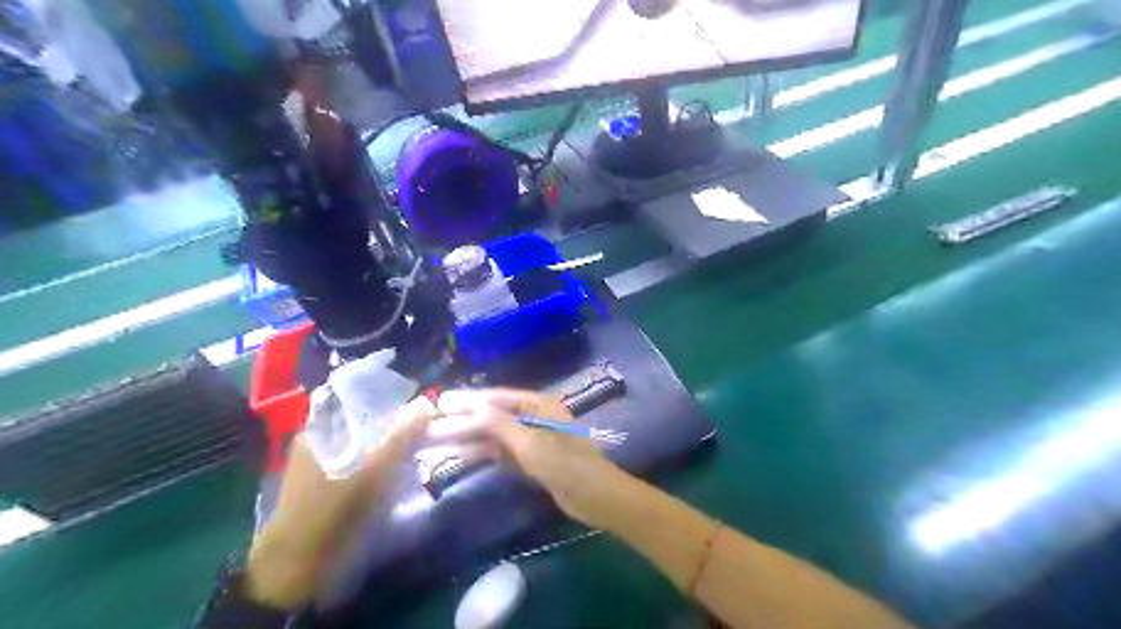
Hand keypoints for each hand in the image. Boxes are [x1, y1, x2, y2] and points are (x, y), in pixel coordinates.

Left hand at [246, 397, 436, 609]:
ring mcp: (324, 466)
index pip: (358, 397)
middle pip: (364, 420)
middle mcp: (320, 441)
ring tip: (419, 447)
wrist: (301, 568)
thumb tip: (426, 402)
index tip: (418, 400)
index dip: (389, 395)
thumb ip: (403, 433)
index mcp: (321, 428)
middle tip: (425, 426)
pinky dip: (382, 464)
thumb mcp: (376, 468)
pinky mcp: (331, 488)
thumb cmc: (337, 509)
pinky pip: (362, 464)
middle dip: (395, 421)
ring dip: (390, 444)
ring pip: (365, 443)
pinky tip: (401, 471)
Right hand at [438, 389, 629, 524]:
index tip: (440, 402)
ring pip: (492, 435)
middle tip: (428, 424)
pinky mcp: (529, 459)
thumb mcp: (530, 444)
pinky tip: (456, 456)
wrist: (595, 497)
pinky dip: (479, 453)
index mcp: (538, 405)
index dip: (467, 400)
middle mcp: (533, 417)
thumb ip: (500, 424)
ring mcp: (531, 439)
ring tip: (433, 441)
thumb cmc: (566, 465)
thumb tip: (472, 407)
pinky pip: (499, 452)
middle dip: (461, 421)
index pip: (496, 398)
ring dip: (466, 438)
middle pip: (491, 416)